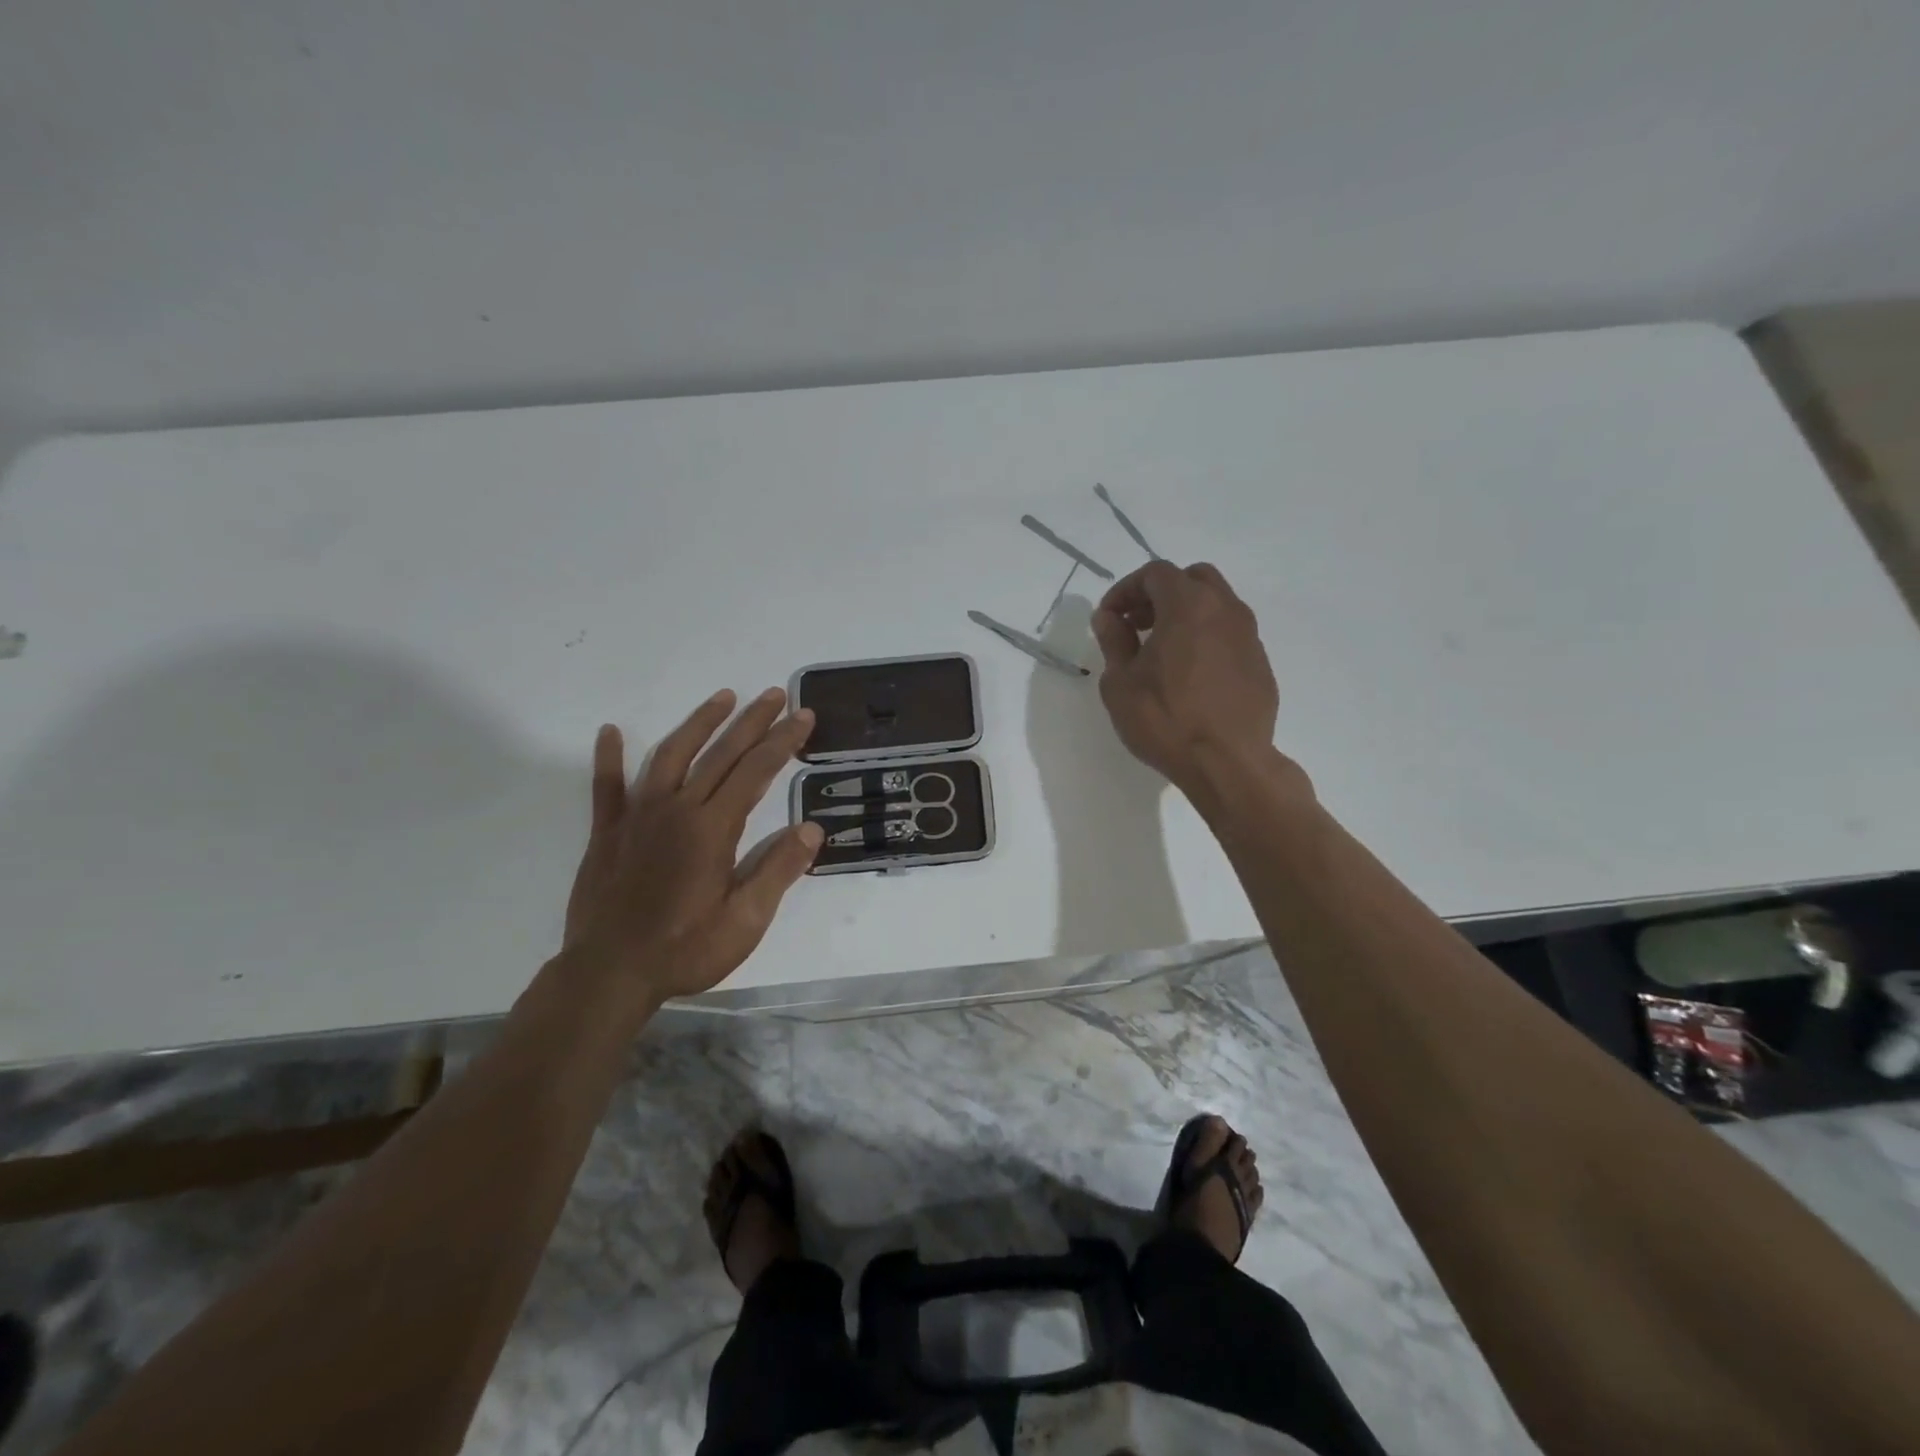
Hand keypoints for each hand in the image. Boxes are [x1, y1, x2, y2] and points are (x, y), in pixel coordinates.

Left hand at [562, 688, 821, 1010]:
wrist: (609, 974)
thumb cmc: (685, 949)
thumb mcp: (746, 921)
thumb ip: (778, 871)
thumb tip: (812, 829)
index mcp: (712, 829)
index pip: (756, 772)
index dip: (782, 741)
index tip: (803, 716)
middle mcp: (676, 810)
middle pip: (720, 754)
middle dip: (752, 721)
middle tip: (775, 694)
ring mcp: (637, 817)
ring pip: (670, 755)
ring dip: (698, 723)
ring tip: (722, 697)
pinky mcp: (607, 832)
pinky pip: (606, 787)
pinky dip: (608, 758)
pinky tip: (610, 731)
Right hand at [1089, 561, 1281, 796]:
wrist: (1228, 763)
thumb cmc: (1165, 720)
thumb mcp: (1121, 683)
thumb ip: (1114, 641)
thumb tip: (1110, 618)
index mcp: (1188, 605)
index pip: (1155, 573)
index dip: (1126, 590)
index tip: (1109, 618)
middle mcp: (1225, 609)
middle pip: (1192, 579)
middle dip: (1160, 594)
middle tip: (1137, 624)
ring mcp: (1249, 636)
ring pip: (1216, 604)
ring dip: (1186, 615)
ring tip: (1162, 650)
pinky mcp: (1260, 663)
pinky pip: (1230, 635)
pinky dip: (1206, 638)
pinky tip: (1190, 674)